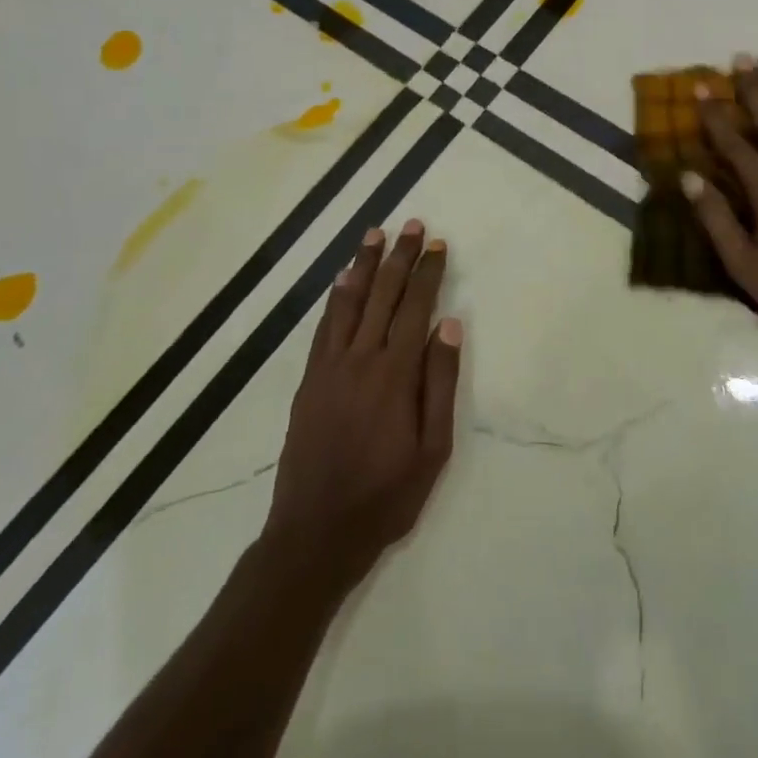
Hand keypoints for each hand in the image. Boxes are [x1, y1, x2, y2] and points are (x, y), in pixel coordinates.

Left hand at [265, 219, 462, 590]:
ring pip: (348, 302)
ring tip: (375, 234)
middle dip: (400, 257)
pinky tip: (342, 281)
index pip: (415, 308)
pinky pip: (324, 327)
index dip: (428, 273)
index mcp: (394, 375)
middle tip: (412, 225)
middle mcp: (359, 360)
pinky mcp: (308, 381)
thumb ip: (440, 383)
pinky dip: (335, 298)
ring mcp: (328, 368)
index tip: (438, 244)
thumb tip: (449, 326)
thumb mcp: (433, 449)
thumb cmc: (386, 495)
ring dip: (363, 265)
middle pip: (382, 295)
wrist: (315, 533)